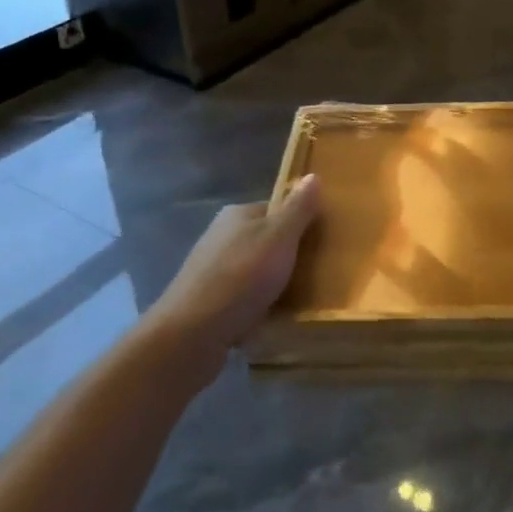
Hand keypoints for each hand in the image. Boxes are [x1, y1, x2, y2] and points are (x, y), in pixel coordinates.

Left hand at [155, 176, 319, 354]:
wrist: (191, 335)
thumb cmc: (241, 277)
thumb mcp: (280, 237)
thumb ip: (298, 208)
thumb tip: (313, 176)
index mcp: (237, 215)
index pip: (276, 210)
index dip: (300, 223)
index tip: (321, 242)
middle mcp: (220, 236)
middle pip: (265, 240)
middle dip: (287, 255)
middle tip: (315, 272)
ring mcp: (210, 270)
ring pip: (253, 270)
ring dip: (271, 283)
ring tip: (297, 299)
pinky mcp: (206, 303)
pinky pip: (241, 297)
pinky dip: (256, 305)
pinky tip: (270, 319)